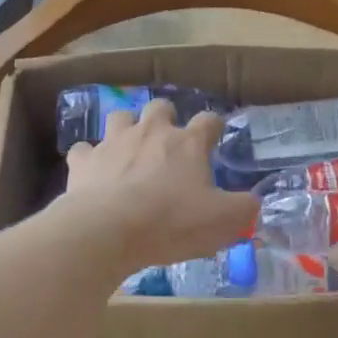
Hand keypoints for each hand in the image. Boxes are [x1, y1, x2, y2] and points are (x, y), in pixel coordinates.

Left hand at [60, 99, 259, 273]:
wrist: (107, 230)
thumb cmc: (172, 223)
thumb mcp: (223, 222)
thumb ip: (244, 209)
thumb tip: (253, 202)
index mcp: (188, 143)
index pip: (208, 121)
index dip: (213, 127)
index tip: (214, 138)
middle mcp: (151, 132)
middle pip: (160, 107)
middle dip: (165, 118)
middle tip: (167, 143)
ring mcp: (113, 142)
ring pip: (120, 117)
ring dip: (126, 128)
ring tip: (129, 149)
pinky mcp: (83, 161)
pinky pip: (84, 150)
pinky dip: (89, 158)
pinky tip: (92, 172)